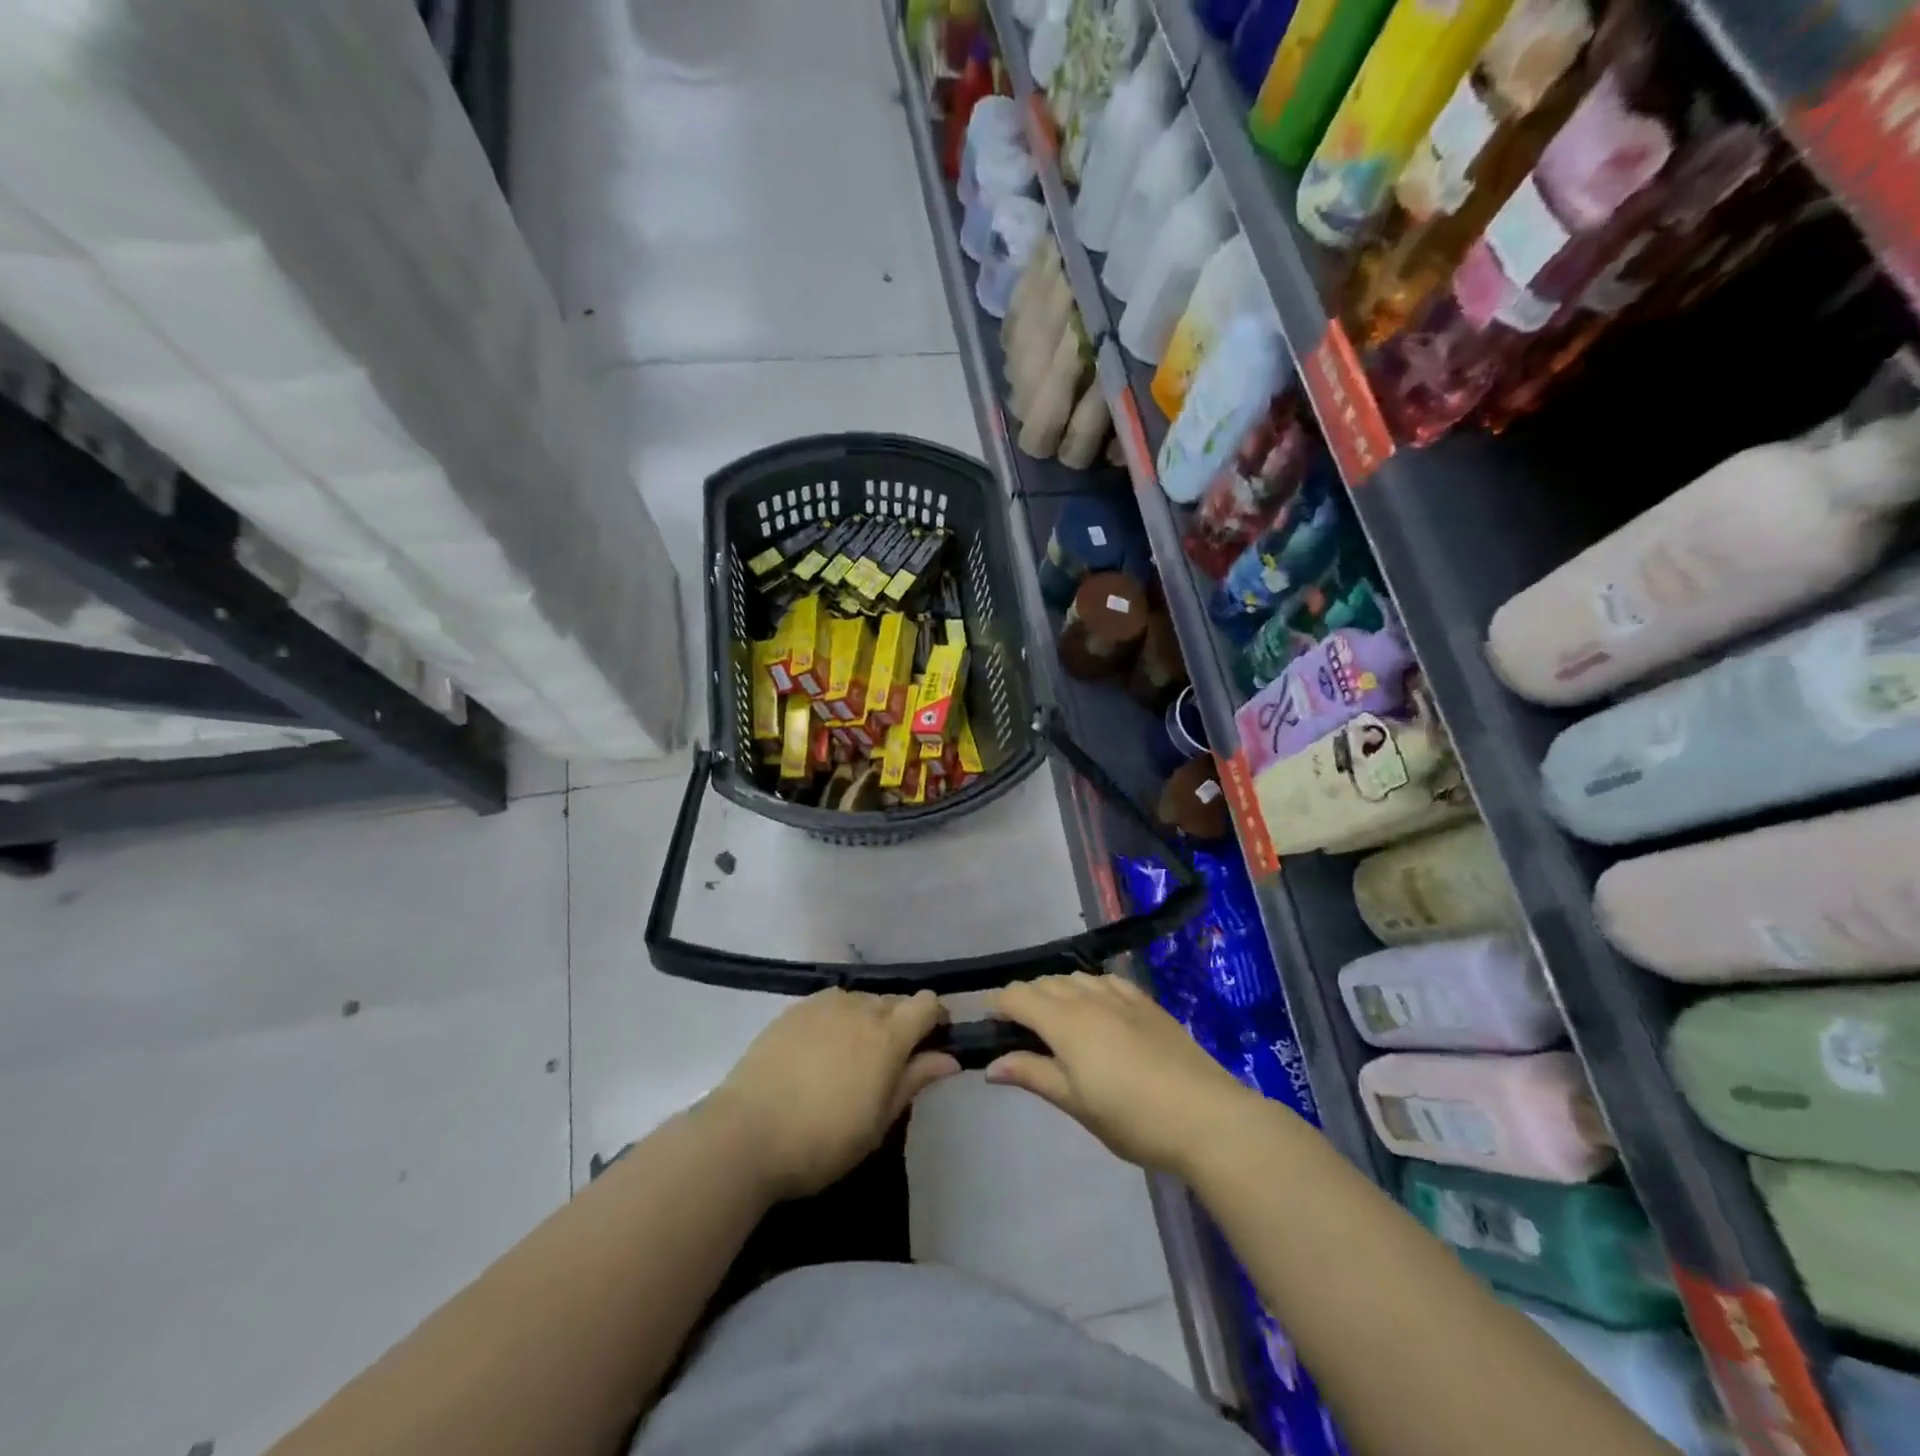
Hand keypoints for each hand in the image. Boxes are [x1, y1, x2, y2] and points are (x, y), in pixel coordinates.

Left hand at [714, 988, 959, 1200]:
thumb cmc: (823, 1140)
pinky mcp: (794, 1010)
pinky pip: (831, 1003)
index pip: (926, 1004)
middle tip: (893, 1059)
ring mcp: (824, 1005)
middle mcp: (860, 1008)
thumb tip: (949, 1058)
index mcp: (888, 1035)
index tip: (934, 1042)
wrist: (746, 1134)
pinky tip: (824, 1048)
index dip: (936, 1018)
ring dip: (869, 1018)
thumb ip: (914, 1080)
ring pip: (862, 999)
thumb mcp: (879, 1121)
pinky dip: (839, 1019)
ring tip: (856, 1054)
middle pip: (895, 1000)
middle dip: (902, 1021)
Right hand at [986, 973, 1262, 1178]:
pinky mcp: (1146, 1002)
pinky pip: (1105, 980)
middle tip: (1022, 1035)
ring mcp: (1120, 995)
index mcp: (1064, 1020)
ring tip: (1057, 1025)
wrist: (1206, 1115)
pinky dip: (1088, 989)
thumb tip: (991, 1065)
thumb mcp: (1075, 1103)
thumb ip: (1033, 1075)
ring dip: (1056, 992)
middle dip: (1025, 1000)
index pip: (1017, 996)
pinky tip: (1096, 1010)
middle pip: (1044, 982)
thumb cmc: (1132, 1118)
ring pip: (1074, 978)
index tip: (991, 1028)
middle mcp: (1088, 996)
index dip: (998, 1006)